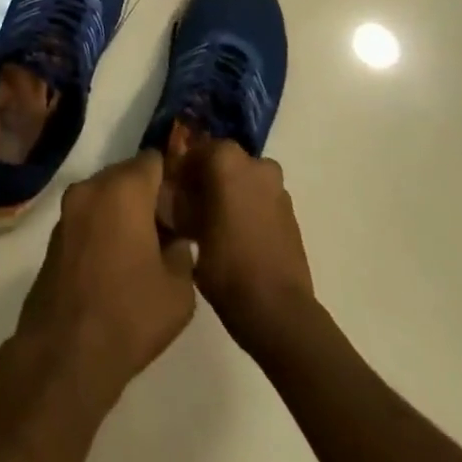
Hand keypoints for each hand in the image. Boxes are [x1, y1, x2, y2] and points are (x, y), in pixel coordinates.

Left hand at [15, 152, 196, 404]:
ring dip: (124, 210)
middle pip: (127, 174)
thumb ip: (184, 253)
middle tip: (169, 228)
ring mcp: (68, 208)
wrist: (66, 350)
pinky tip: (117, 261)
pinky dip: (103, 225)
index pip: (154, 160)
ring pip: (105, 194)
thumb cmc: (130, 314)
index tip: (185, 202)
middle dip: (148, 194)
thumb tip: (177, 240)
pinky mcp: (55, 232)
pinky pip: (88, 214)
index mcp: (124, 189)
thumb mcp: (179, 291)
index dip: (172, 177)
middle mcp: (92, 187)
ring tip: (145, 247)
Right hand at [162, 137, 314, 350]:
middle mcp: (255, 164)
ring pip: (242, 180)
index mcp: (227, 160)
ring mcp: (277, 188)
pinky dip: (247, 208)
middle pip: (221, 163)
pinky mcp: (290, 213)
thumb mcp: (186, 229)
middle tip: (189, 208)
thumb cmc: (225, 265)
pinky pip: (260, 199)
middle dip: (205, 180)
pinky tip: (234, 236)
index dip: (180, 172)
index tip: (170, 193)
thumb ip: (177, 201)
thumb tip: (171, 194)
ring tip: (211, 224)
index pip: (194, 152)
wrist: (277, 310)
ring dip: (228, 193)